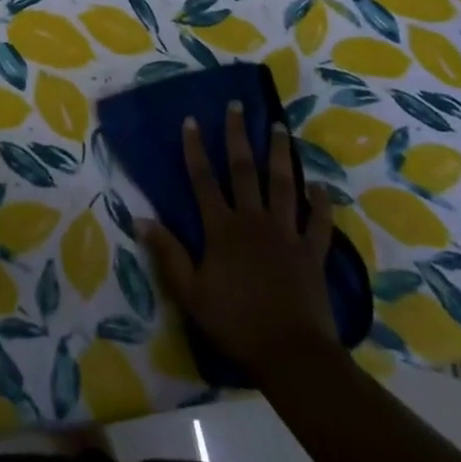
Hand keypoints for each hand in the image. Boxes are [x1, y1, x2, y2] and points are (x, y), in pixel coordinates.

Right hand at [140, 104, 339, 375]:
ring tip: (279, 127)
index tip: (191, 119)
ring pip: (283, 185)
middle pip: (244, 170)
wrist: (291, 355)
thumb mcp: (190, 293)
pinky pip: (319, 222)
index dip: (195, 149)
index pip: (203, 180)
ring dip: (280, 154)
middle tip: (238, 106)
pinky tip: (321, 185)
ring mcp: (286, 234)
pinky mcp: (312, 253)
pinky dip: (321, 203)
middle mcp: (253, 220)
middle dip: (238, 136)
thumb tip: (139, 219)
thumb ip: (168, 254)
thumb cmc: (235, 323)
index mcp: (222, 229)